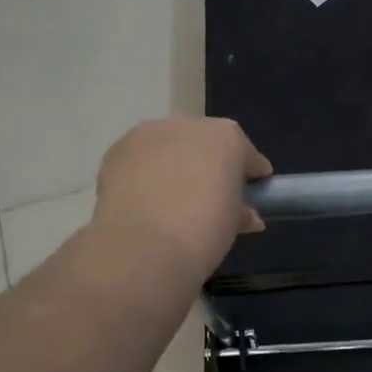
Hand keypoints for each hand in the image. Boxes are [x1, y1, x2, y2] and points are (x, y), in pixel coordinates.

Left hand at [93, 118, 272, 276]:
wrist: (144, 247)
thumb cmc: (204, 230)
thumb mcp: (233, 224)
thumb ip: (242, 212)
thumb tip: (247, 216)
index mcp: (226, 137)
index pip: (246, 154)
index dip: (251, 174)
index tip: (254, 191)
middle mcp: (188, 125)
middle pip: (205, 143)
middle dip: (209, 165)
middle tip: (210, 196)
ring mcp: (148, 134)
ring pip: (169, 147)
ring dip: (174, 165)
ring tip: (172, 198)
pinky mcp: (117, 151)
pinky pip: (141, 160)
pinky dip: (145, 174)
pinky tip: (146, 200)